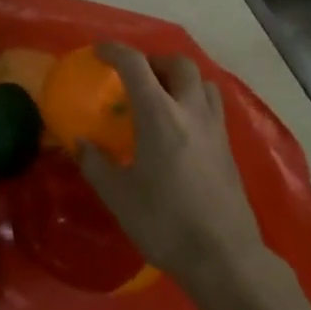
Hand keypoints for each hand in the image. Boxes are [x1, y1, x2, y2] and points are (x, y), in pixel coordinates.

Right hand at [76, 43, 271, 296]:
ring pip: (203, 82)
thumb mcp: (118, 195)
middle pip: (179, 64)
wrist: (224, 258)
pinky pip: (212, 106)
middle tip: (135, 76)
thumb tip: (81, 142)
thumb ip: (95, 163)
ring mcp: (215, 129)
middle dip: (154, 61)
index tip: (98, 51)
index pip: (136, 65)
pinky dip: (194, 101)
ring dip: (180, 78)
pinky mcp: (228, 149)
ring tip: (160, 97)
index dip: (115, 51)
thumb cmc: (164, 222)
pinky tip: (180, 127)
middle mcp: (191, 112)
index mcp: (160, 116)